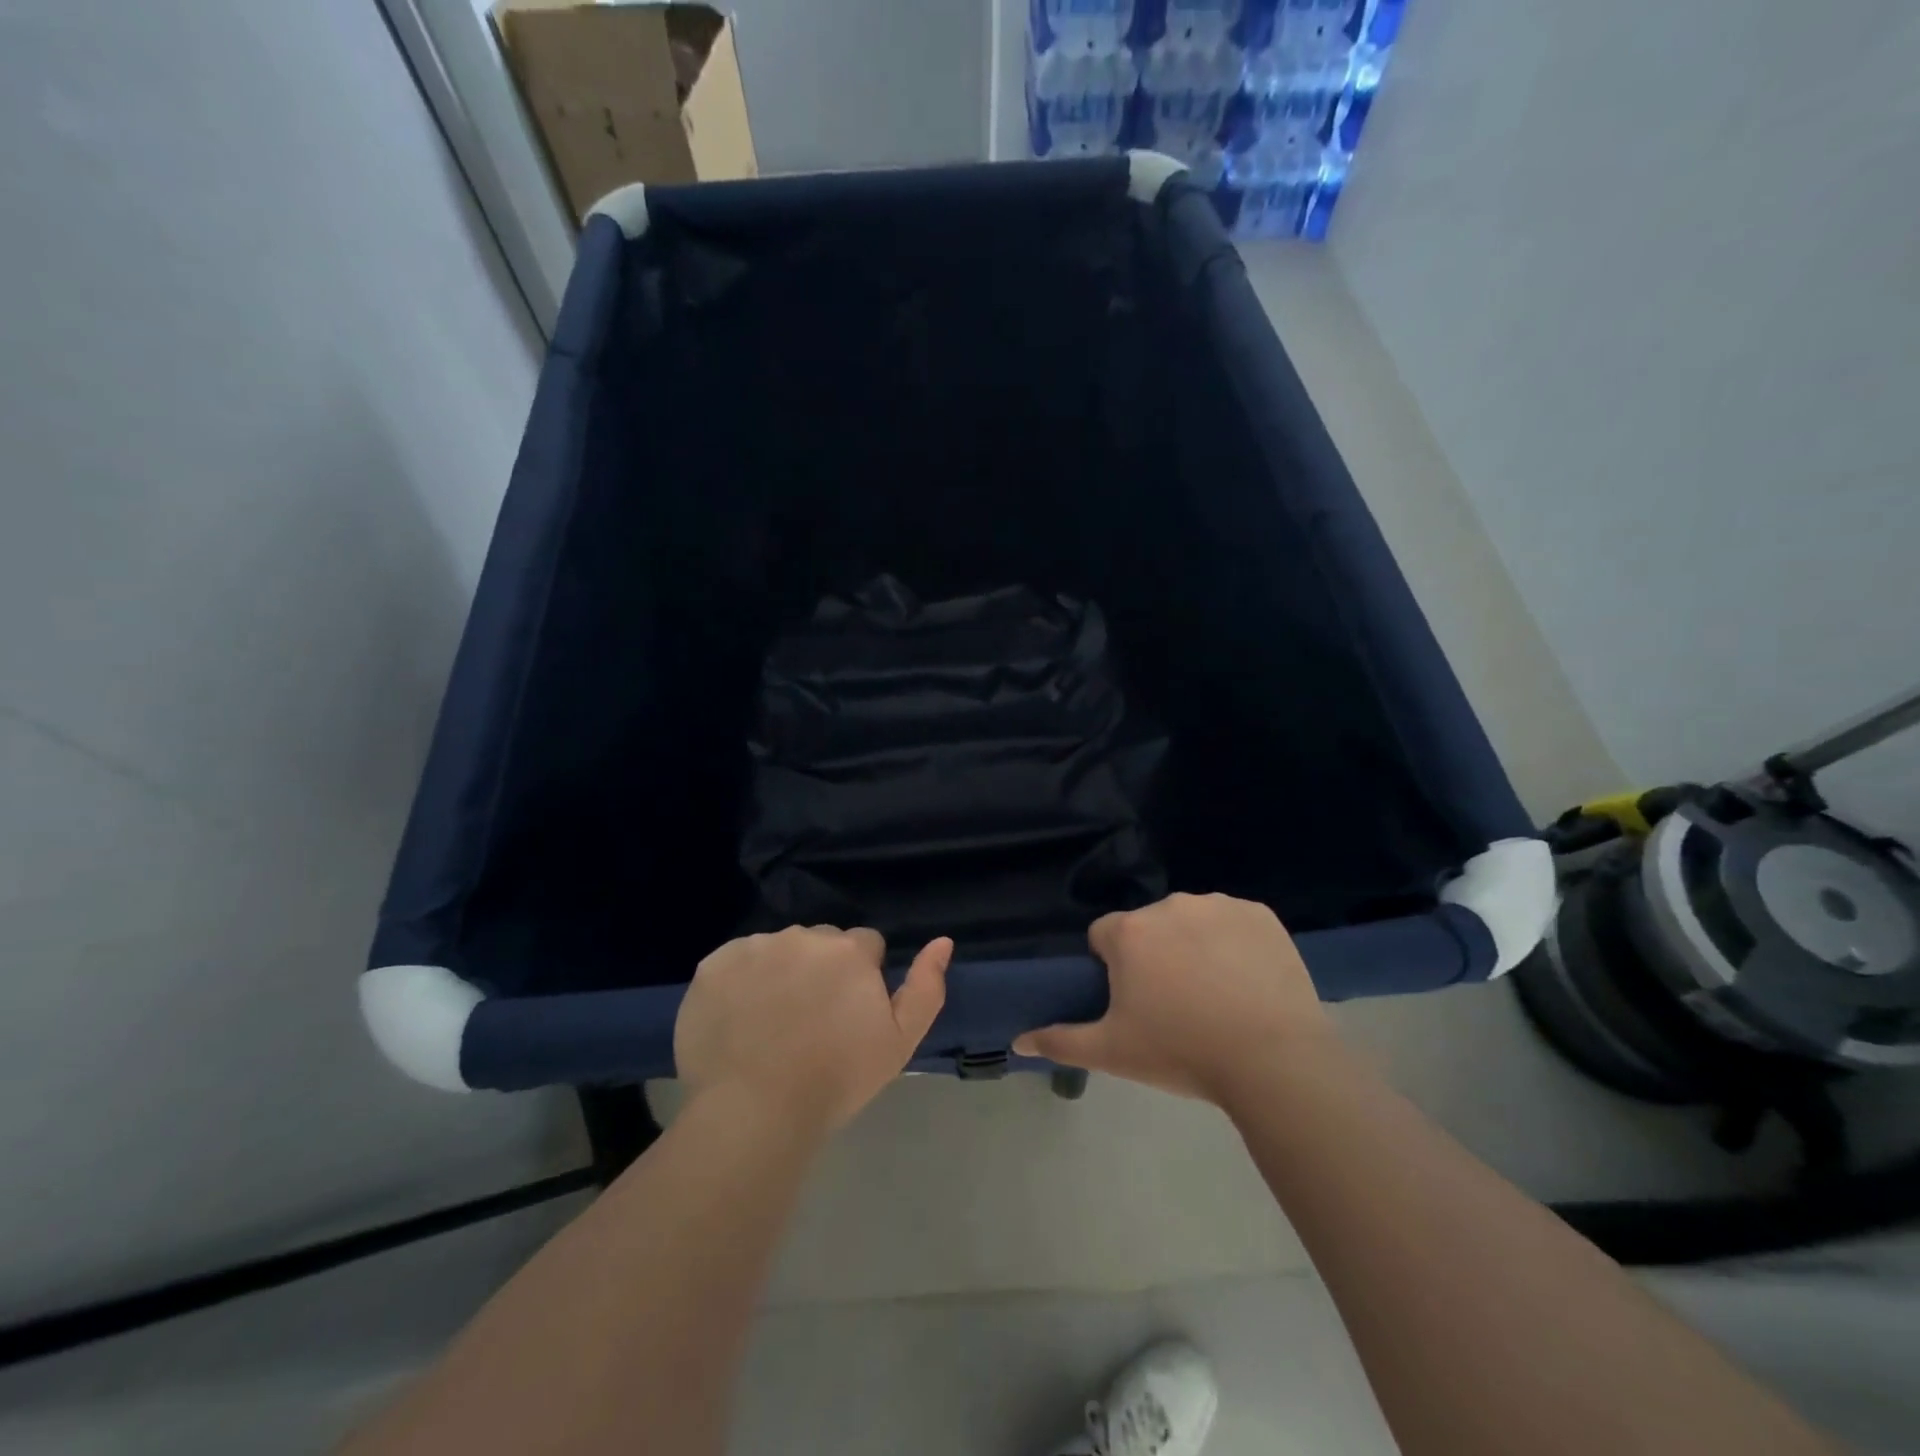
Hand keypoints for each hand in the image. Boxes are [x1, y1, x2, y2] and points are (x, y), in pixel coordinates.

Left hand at [675, 926, 952, 1133]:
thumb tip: (942, 941)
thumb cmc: (836, 1079)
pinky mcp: (712, 965)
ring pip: (777, 950)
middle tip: (810, 1020)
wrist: (755, 1110)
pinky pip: (735, 962)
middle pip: (820, 942)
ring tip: (771, 1024)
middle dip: (821, 969)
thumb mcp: (900, 1042)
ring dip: (780, 972)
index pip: (864, 944)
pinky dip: (739, 982)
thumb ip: (926, 987)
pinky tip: (739, 1020)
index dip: (860, 977)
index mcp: (849, 949)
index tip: (848, 1014)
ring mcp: (754, 947)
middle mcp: (803, 935)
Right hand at [1014, 893, 1331, 1102]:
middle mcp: (1169, 905)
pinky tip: (1248, 980)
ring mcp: (1218, 905)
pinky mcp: (1260, 914)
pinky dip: (1235, 943)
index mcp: (1129, 933)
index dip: (1113, 968)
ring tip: (1217, 995)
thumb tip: (1017, 1041)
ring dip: (1194, 945)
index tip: (1133, 1001)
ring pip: (1191, 921)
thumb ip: (1060, 1040)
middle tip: (1175, 1004)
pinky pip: (1234, 922)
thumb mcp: (1112, 1053)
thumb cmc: (1182, 1052)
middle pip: (1149, 926)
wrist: (1273, 1061)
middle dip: (1154, 955)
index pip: (1104, 936)